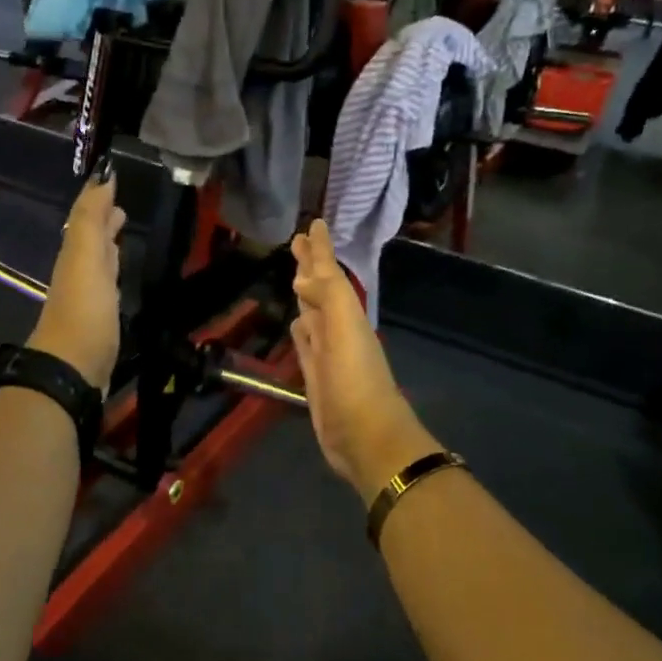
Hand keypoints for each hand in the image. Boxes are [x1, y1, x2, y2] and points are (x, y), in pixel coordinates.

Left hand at [28, 165, 125, 388]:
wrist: (73, 370)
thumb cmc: (84, 311)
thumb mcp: (85, 257)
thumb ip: (90, 218)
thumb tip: (102, 177)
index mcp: (75, 254)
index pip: (85, 217)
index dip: (97, 198)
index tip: (112, 177)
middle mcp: (78, 271)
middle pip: (90, 238)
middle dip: (103, 219)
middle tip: (122, 205)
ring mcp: (88, 298)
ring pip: (98, 260)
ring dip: (109, 244)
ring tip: (124, 230)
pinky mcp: (100, 321)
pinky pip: (107, 285)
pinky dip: (113, 271)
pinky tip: (120, 276)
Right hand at [289, 219, 441, 502]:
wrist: (366, 436)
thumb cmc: (356, 381)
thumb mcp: (346, 330)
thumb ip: (328, 297)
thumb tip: (302, 276)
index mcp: (346, 314)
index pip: (330, 274)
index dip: (321, 250)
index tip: (313, 224)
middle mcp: (337, 328)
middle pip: (320, 289)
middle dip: (311, 266)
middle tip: (297, 241)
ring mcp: (327, 353)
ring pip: (313, 314)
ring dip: (305, 295)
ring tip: (295, 277)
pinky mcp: (316, 376)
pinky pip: (307, 344)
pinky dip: (302, 330)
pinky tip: (297, 323)